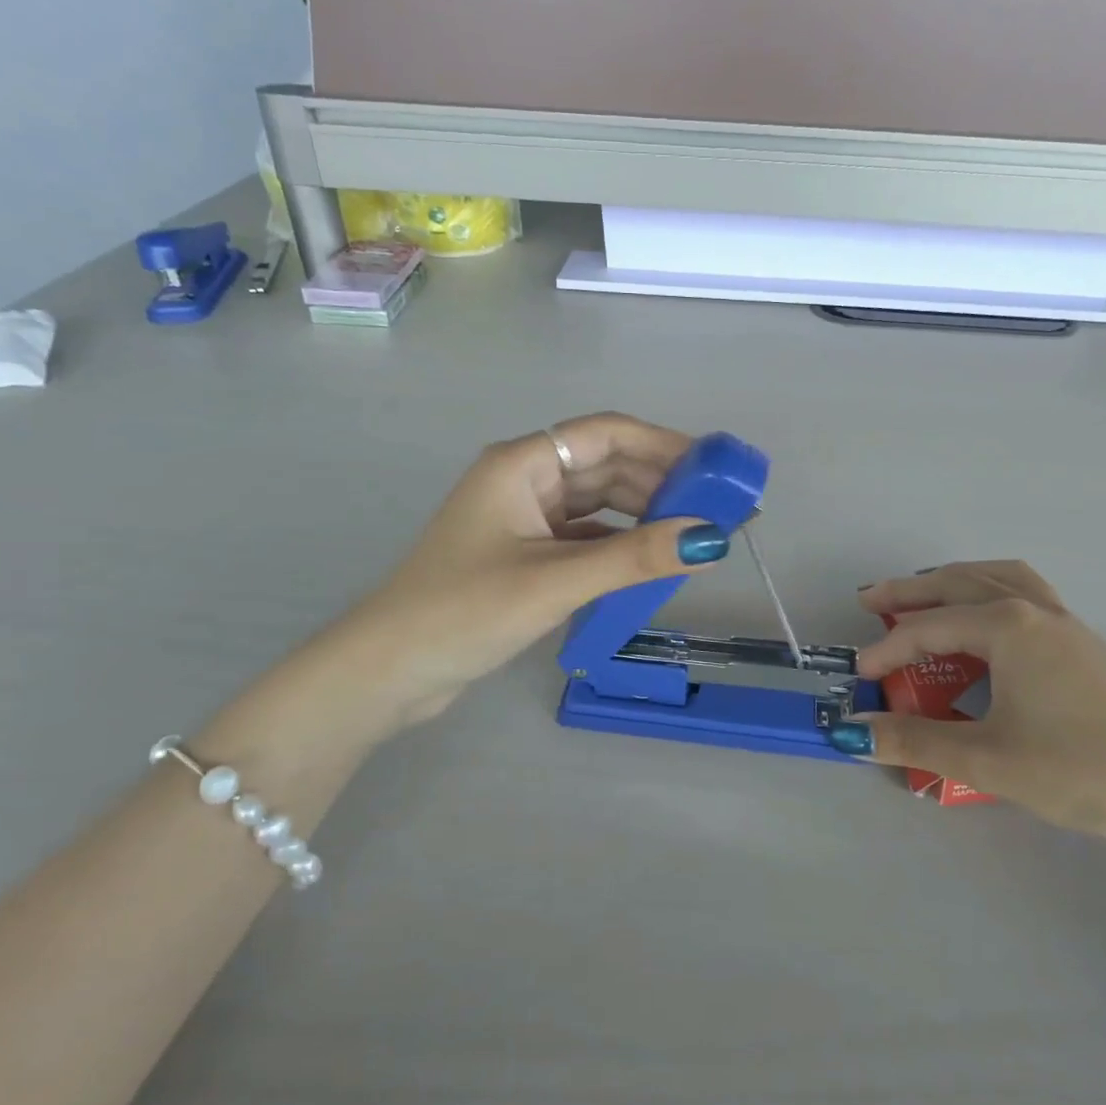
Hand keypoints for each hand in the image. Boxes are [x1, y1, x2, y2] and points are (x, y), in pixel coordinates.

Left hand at [344, 412, 730, 727]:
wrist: (388, 671)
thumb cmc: (464, 611)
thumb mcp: (555, 582)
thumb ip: (634, 558)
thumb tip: (712, 539)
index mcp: (522, 464)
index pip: (607, 434)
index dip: (665, 445)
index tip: (715, 468)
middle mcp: (524, 481)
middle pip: (606, 467)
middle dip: (661, 484)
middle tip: (717, 510)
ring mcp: (523, 519)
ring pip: (598, 504)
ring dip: (643, 516)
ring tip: (693, 537)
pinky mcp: (525, 555)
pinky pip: (586, 538)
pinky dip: (619, 546)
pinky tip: (651, 564)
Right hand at [835, 562, 1105, 855]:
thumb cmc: (1086, 769)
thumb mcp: (990, 761)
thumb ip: (917, 744)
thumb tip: (855, 734)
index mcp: (1007, 627)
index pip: (927, 629)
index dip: (886, 651)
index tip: (859, 678)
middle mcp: (1034, 611)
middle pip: (958, 584)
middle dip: (910, 591)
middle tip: (869, 598)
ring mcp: (1066, 623)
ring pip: (998, 578)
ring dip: (954, 581)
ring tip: (926, 594)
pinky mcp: (1086, 643)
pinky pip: (1026, 594)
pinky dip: (991, 590)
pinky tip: (989, 624)